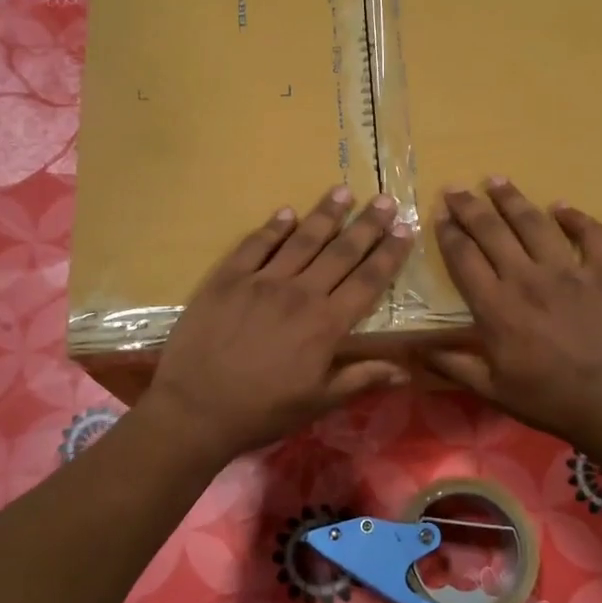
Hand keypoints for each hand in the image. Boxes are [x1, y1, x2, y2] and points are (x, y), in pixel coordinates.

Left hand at [141, 185, 414, 465]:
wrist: (195, 410)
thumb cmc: (262, 411)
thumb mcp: (318, 403)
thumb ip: (361, 379)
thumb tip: (405, 369)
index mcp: (326, 324)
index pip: (368, 280)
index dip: (390, 254)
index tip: (406, 230)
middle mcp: (299, 293)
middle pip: (341, 252)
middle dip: (367, 225)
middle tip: (385, 200)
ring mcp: (261, 282)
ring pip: (301, 240)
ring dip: (325, 214)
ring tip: (343, 191)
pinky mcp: (227, 279)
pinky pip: (255, 245)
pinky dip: (273, 227)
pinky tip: (286, 212)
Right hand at [425, 179, 601, 460]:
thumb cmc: (549, 400)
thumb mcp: (493, 391)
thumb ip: (454, 366)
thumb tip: (416, 352)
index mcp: (496, 307)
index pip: (464, 258)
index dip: (449, 233)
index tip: (440, 215)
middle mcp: (526, 278)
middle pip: (492, 231)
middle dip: (470, 207)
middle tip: (456, 188)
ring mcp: (568, 271)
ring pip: (534, 223)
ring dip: (512, 199)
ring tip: (496, 181)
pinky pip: (590, 235)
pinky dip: (575, 218)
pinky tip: (561, 207)